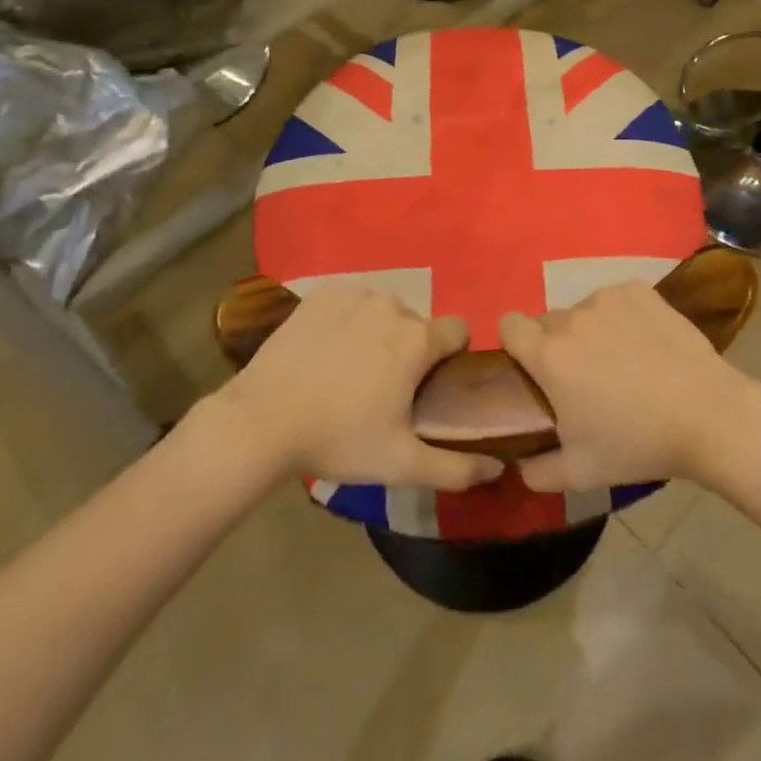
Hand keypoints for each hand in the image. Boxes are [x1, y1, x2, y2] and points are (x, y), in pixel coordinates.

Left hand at [213, 285, 504, 490]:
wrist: (262, 421)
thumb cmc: (339, 439)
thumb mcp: (401, 463)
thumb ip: (456, 467)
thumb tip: (498, 467)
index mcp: (418, 339)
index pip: (458, 330)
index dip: (451, 356)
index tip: (430, 385)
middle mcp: (392, 305)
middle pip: (416, 324)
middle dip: (409, 349)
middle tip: (383, 388)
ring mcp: (354, 294)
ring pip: (382, 311)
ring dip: (377, 333)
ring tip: (349, 371)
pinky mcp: (320, 293)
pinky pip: (349, 303)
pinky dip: (345, 321)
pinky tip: (325, 351)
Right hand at [499, 280, 756, 492]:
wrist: (707, 415)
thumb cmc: (638, 444)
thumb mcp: (581, 472)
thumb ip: (538, 471)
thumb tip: (521, 465)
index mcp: (549, 355)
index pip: (508, 325)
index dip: (515, 344)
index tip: (532, 368)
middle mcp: (571, 318)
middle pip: (547, 322)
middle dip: (556, 345)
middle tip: (584, 378)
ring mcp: (607, 299)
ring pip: (583, 310)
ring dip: (590, 331)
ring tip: (622, 362)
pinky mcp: (638, 290)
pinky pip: (615, 300)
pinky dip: (621, 317)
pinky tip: (645, 343)